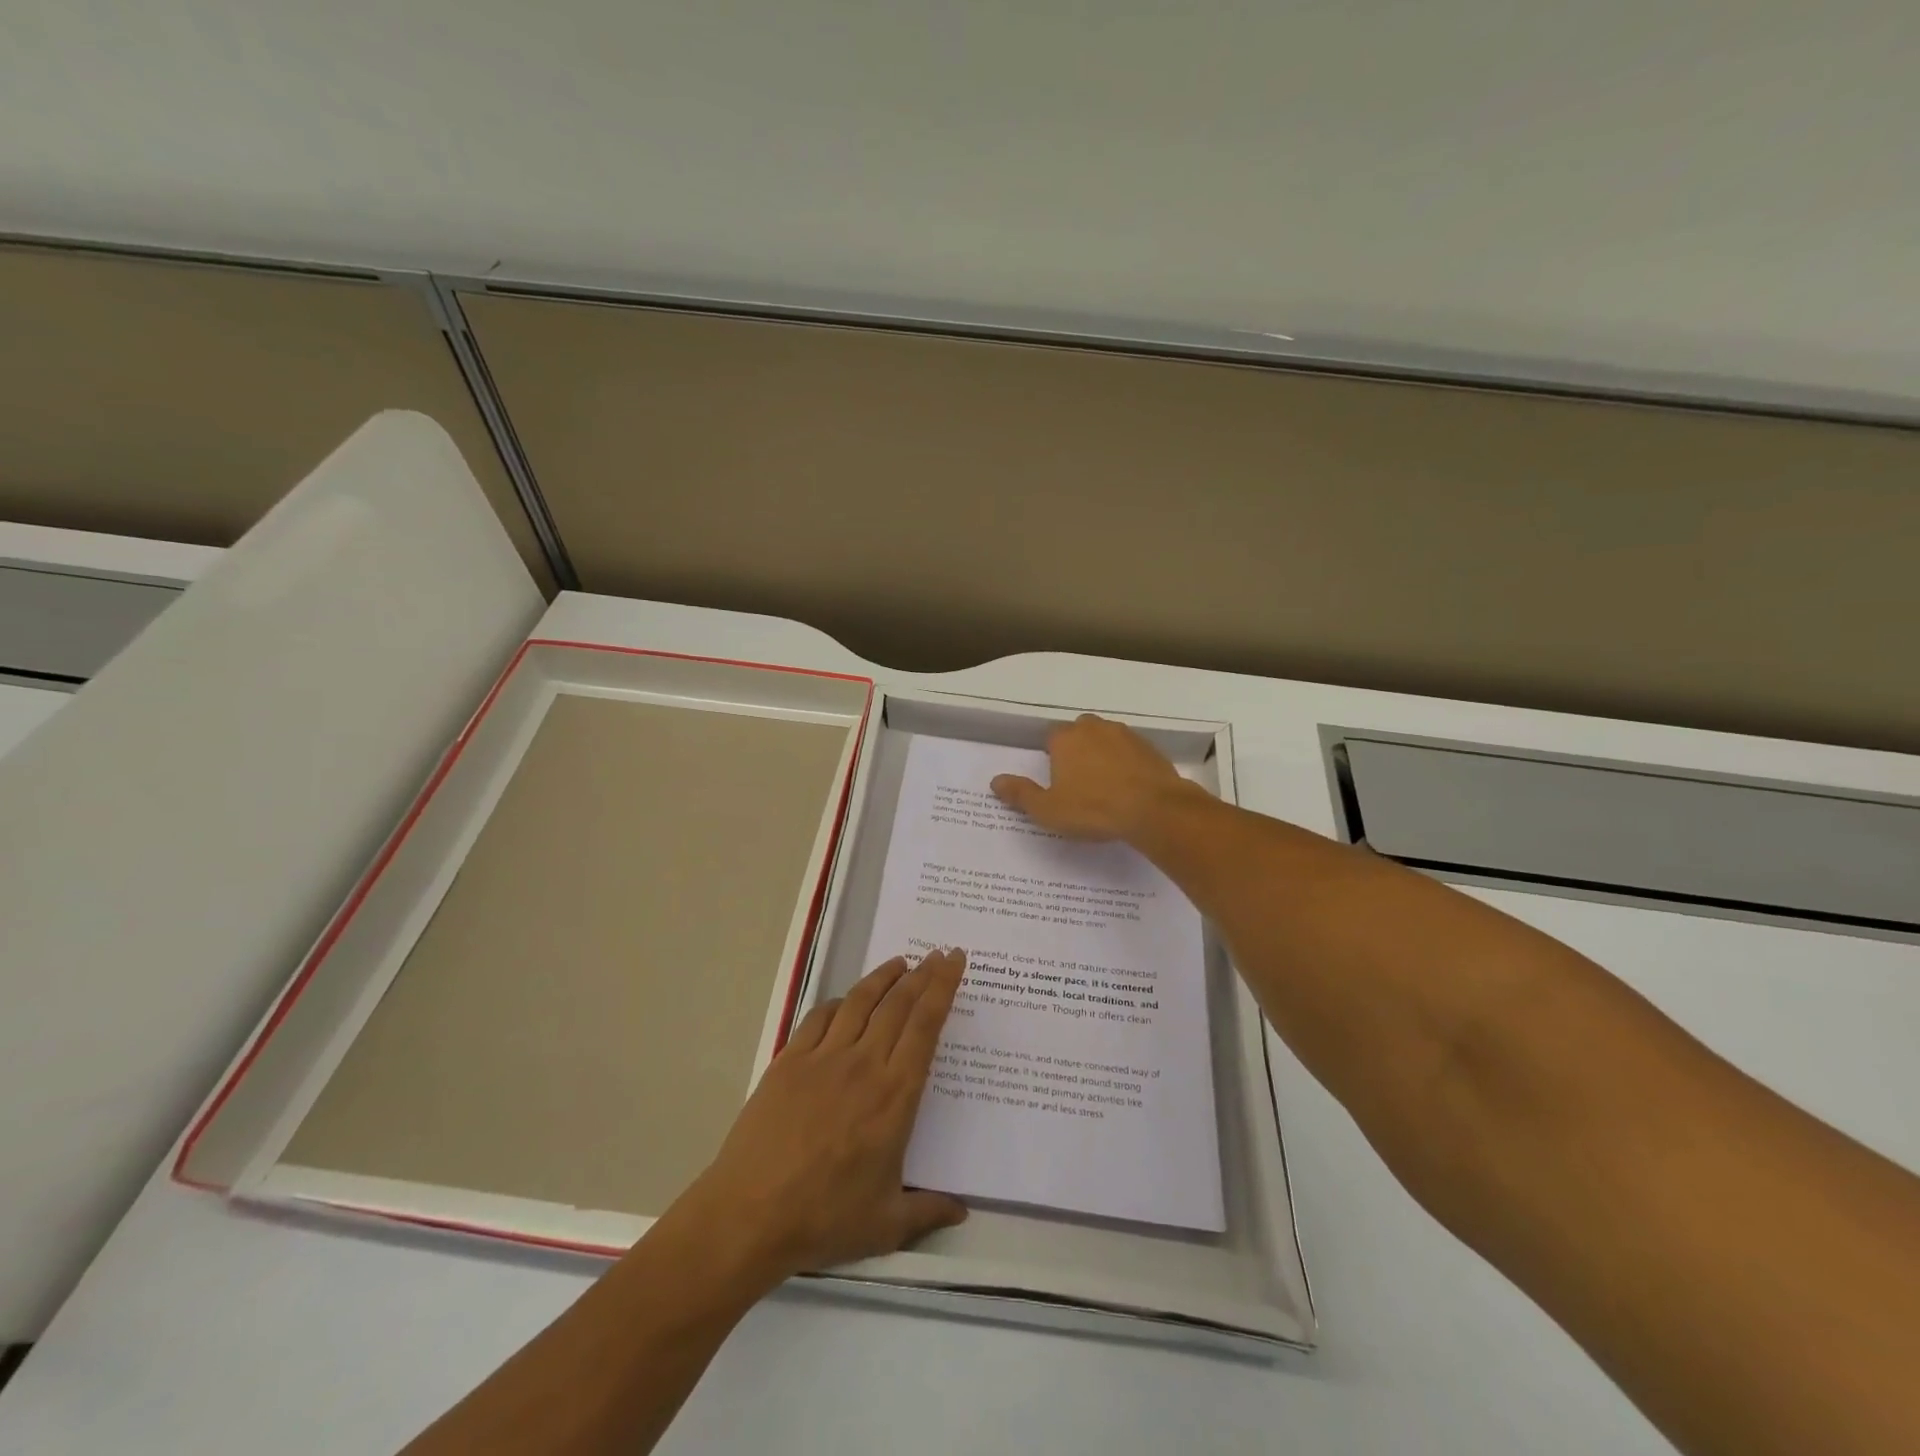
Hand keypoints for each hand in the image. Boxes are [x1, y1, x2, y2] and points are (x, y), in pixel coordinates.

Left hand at [680, 949, 969, 1282]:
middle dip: (923, 974)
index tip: (953, 961)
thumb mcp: (886, 1224)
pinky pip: (819, 1018)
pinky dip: (839, 1002)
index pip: (925, 1026)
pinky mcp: (790, 1060)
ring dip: (884, 977)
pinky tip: (846, 1000)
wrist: (750, 1214)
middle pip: (898, 1005)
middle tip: (937, 953)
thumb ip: (928, 1211)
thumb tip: (963, 1211)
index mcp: (894, 1095)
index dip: (943, 988)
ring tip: (900, 962)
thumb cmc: (824, 1218)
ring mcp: (823, 1058)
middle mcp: (864, 1064)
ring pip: (861, 1002)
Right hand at [991, 714, 1195, 841]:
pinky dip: (1127, 764)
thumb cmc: (1093, 809)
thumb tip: (995, 781)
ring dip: (1103, 754)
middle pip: (1080, 732)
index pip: (1051, 737)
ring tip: (1104, 785)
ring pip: (1107, 739)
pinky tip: (1129, 787)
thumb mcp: (1048, 809)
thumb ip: (1020, 794)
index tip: (1056, 778)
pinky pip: (1131, 752)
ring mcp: (1126, 735)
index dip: (1052, 756)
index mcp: (1066, 739)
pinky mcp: (1150, 748)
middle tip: (1078, 781)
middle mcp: (1094, 728)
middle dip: (1077, 749)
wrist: (1154, 809)